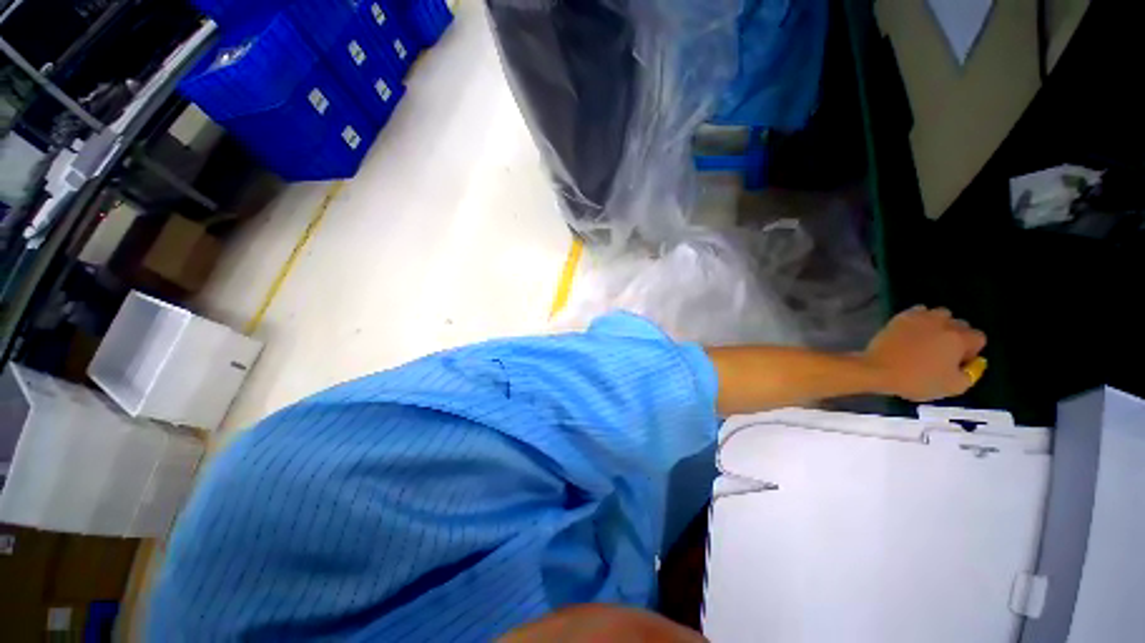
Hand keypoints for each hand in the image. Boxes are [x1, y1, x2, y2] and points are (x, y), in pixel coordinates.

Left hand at [863, 306, 986, 401]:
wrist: (878, 369)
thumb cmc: (917, 380)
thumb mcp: (953, 387)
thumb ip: (971, 374)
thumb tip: (976, 362)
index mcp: (959, 339)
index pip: (978, 338)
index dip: (971, 350)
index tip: (958, 361)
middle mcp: (943, 323)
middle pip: (960, 324)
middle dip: (956, 336)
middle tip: (942, 351)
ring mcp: (921, 317)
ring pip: (940, 314)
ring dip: (940, 324)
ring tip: (928, 340)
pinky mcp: (901, 317)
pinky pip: (918, 311)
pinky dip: (920, 319)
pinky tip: (914, 332)